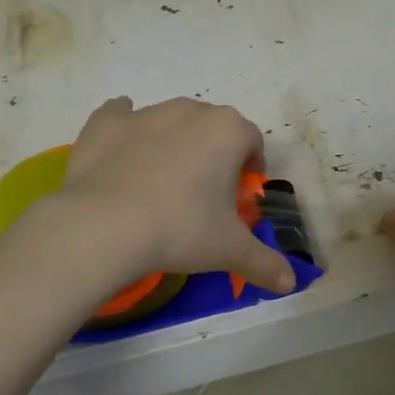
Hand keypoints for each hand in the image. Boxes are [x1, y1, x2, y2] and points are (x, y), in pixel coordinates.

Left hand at [53, 96, 294, 295]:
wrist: (104, 226)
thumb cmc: (180, 229)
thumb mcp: (229, 250)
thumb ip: (264, 262)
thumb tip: (290, 283)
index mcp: (228, 131)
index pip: (252, 141)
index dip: (250, 167)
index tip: (239, 195)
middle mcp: (190, 111)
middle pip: (212, 127)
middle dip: (213, 153)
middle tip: (203, 194)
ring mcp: (145, 113)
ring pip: (170, 122)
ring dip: (173, 144)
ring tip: (162, 185)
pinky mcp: (105, 123)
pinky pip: (120, 115)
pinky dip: (126, 129)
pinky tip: (123, 151)